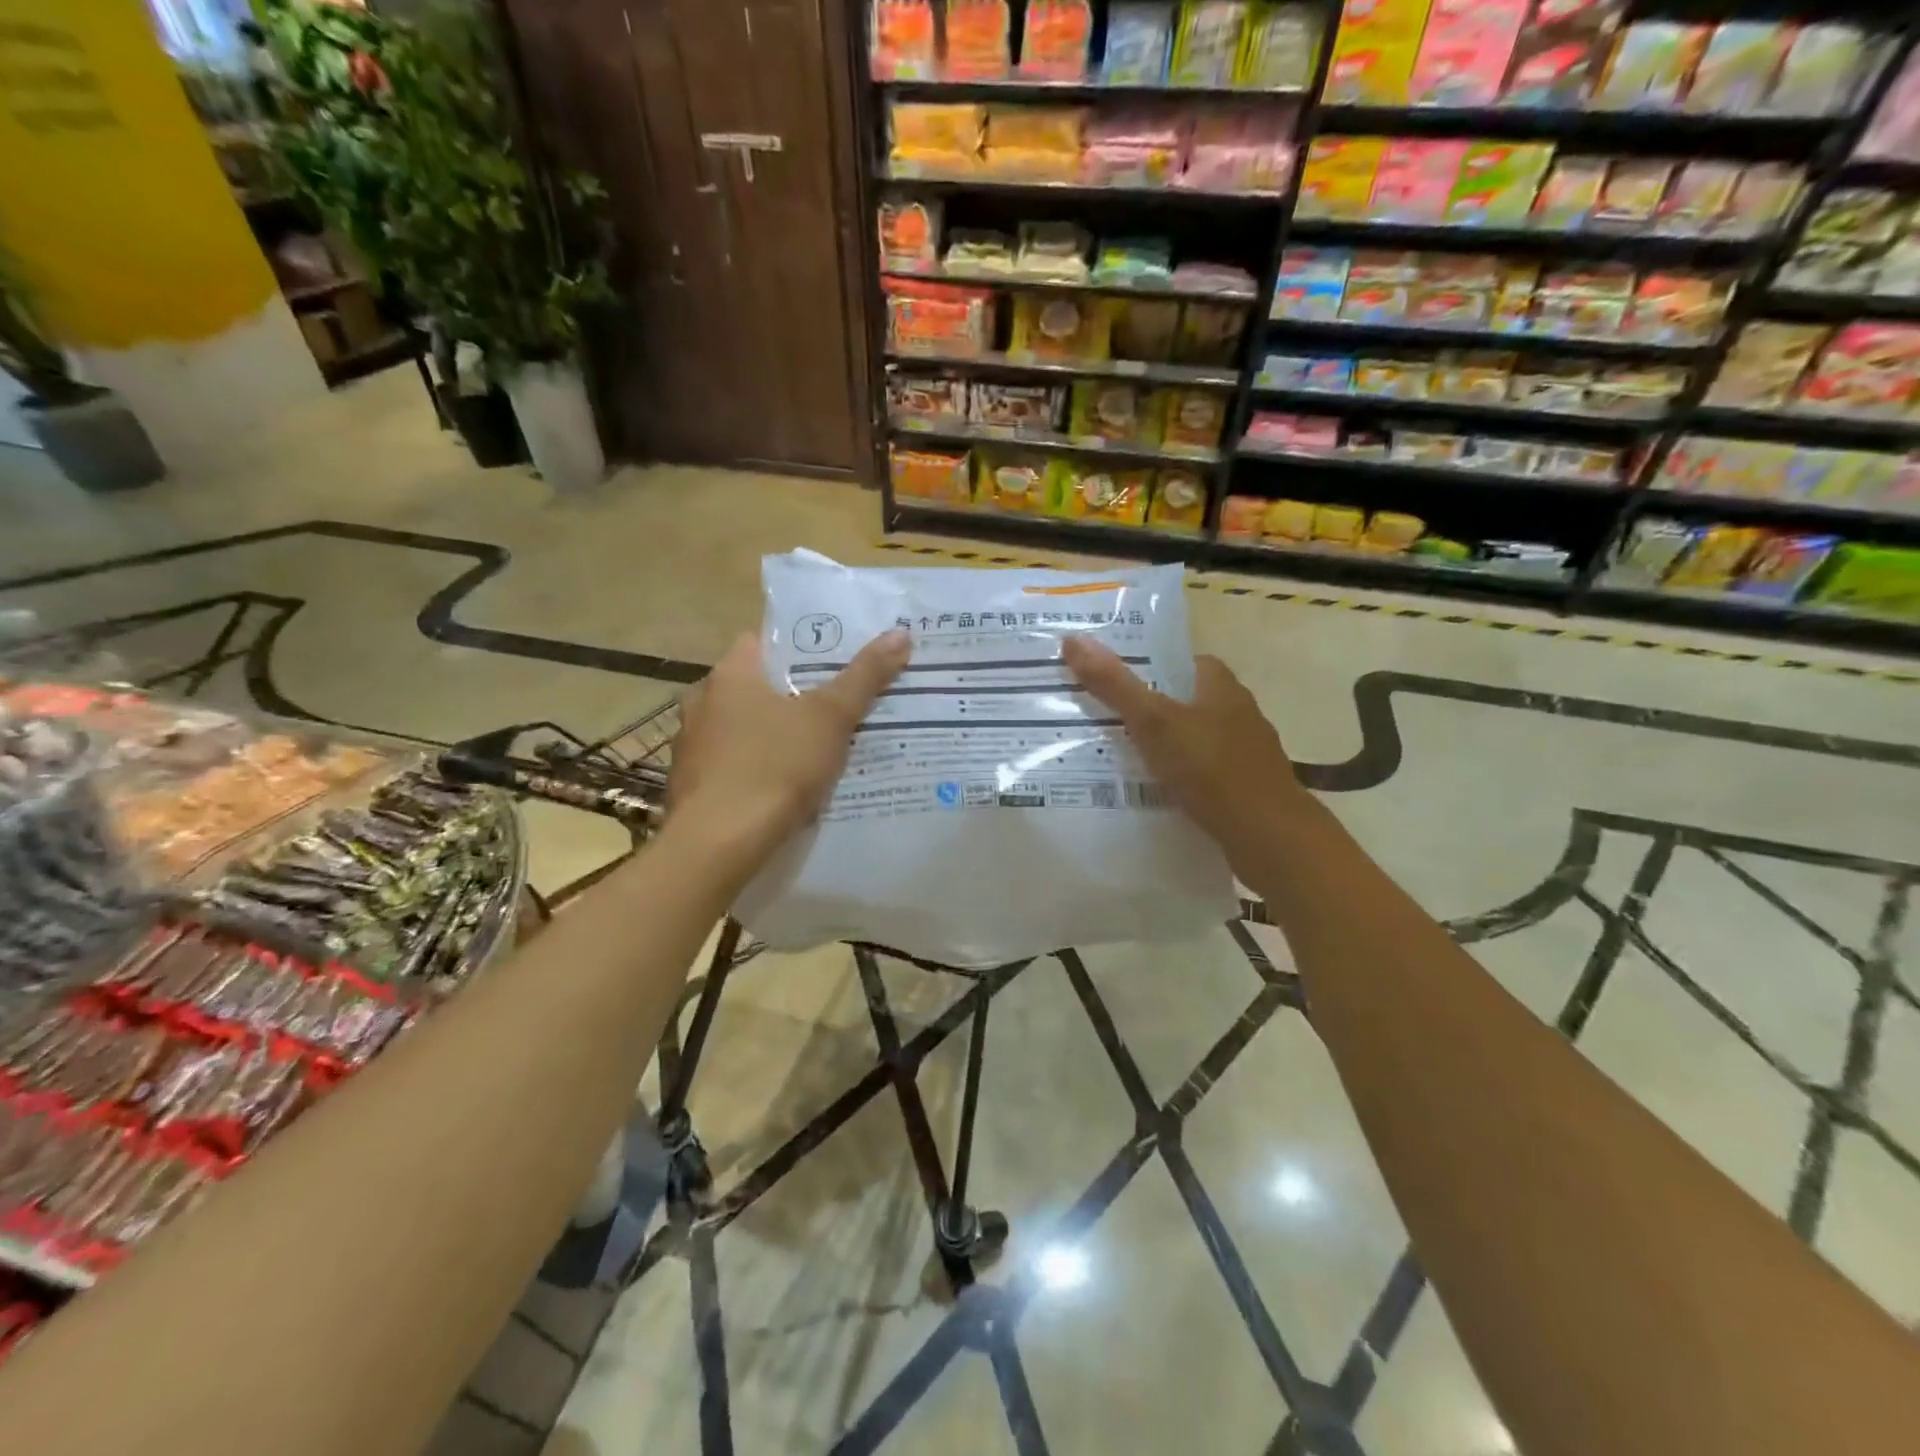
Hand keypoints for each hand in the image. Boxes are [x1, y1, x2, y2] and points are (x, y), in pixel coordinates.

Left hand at [667, 629, 910, 874]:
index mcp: (729, 674)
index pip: (763, 641)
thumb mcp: (830, 717)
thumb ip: (864, 676)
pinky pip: (736, 763)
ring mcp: (693, 745)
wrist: (718, 844)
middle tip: (840, 701)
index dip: (801, 646)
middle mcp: (703, 701)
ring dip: (776, 733)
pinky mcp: (693, 784)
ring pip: (746, 727)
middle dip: (795, 694)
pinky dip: (760, 767)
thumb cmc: (774, 766)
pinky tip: (789, 785)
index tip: (836, 658)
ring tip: (822, 745)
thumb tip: (900, 633)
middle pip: (758, 686)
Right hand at [1061, 636, 1309, 873]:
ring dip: (1164, 746)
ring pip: (1194, 740)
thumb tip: (1073, 639)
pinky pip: (1201, 774)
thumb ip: (1115, 684)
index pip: (1185, 662)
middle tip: (1105, 718)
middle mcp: (1238, 714)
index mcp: (1222, 687)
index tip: (1114, 677)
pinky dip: (1178, 779)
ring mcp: (1244, 753)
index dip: (1151, 664)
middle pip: (1187, 701)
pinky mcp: (1243, 789)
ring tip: (1119, 757)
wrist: (1268, 836)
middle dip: (1152, 708)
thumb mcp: (1155, 722)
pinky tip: (1152, 793)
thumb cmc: (1212, 769)